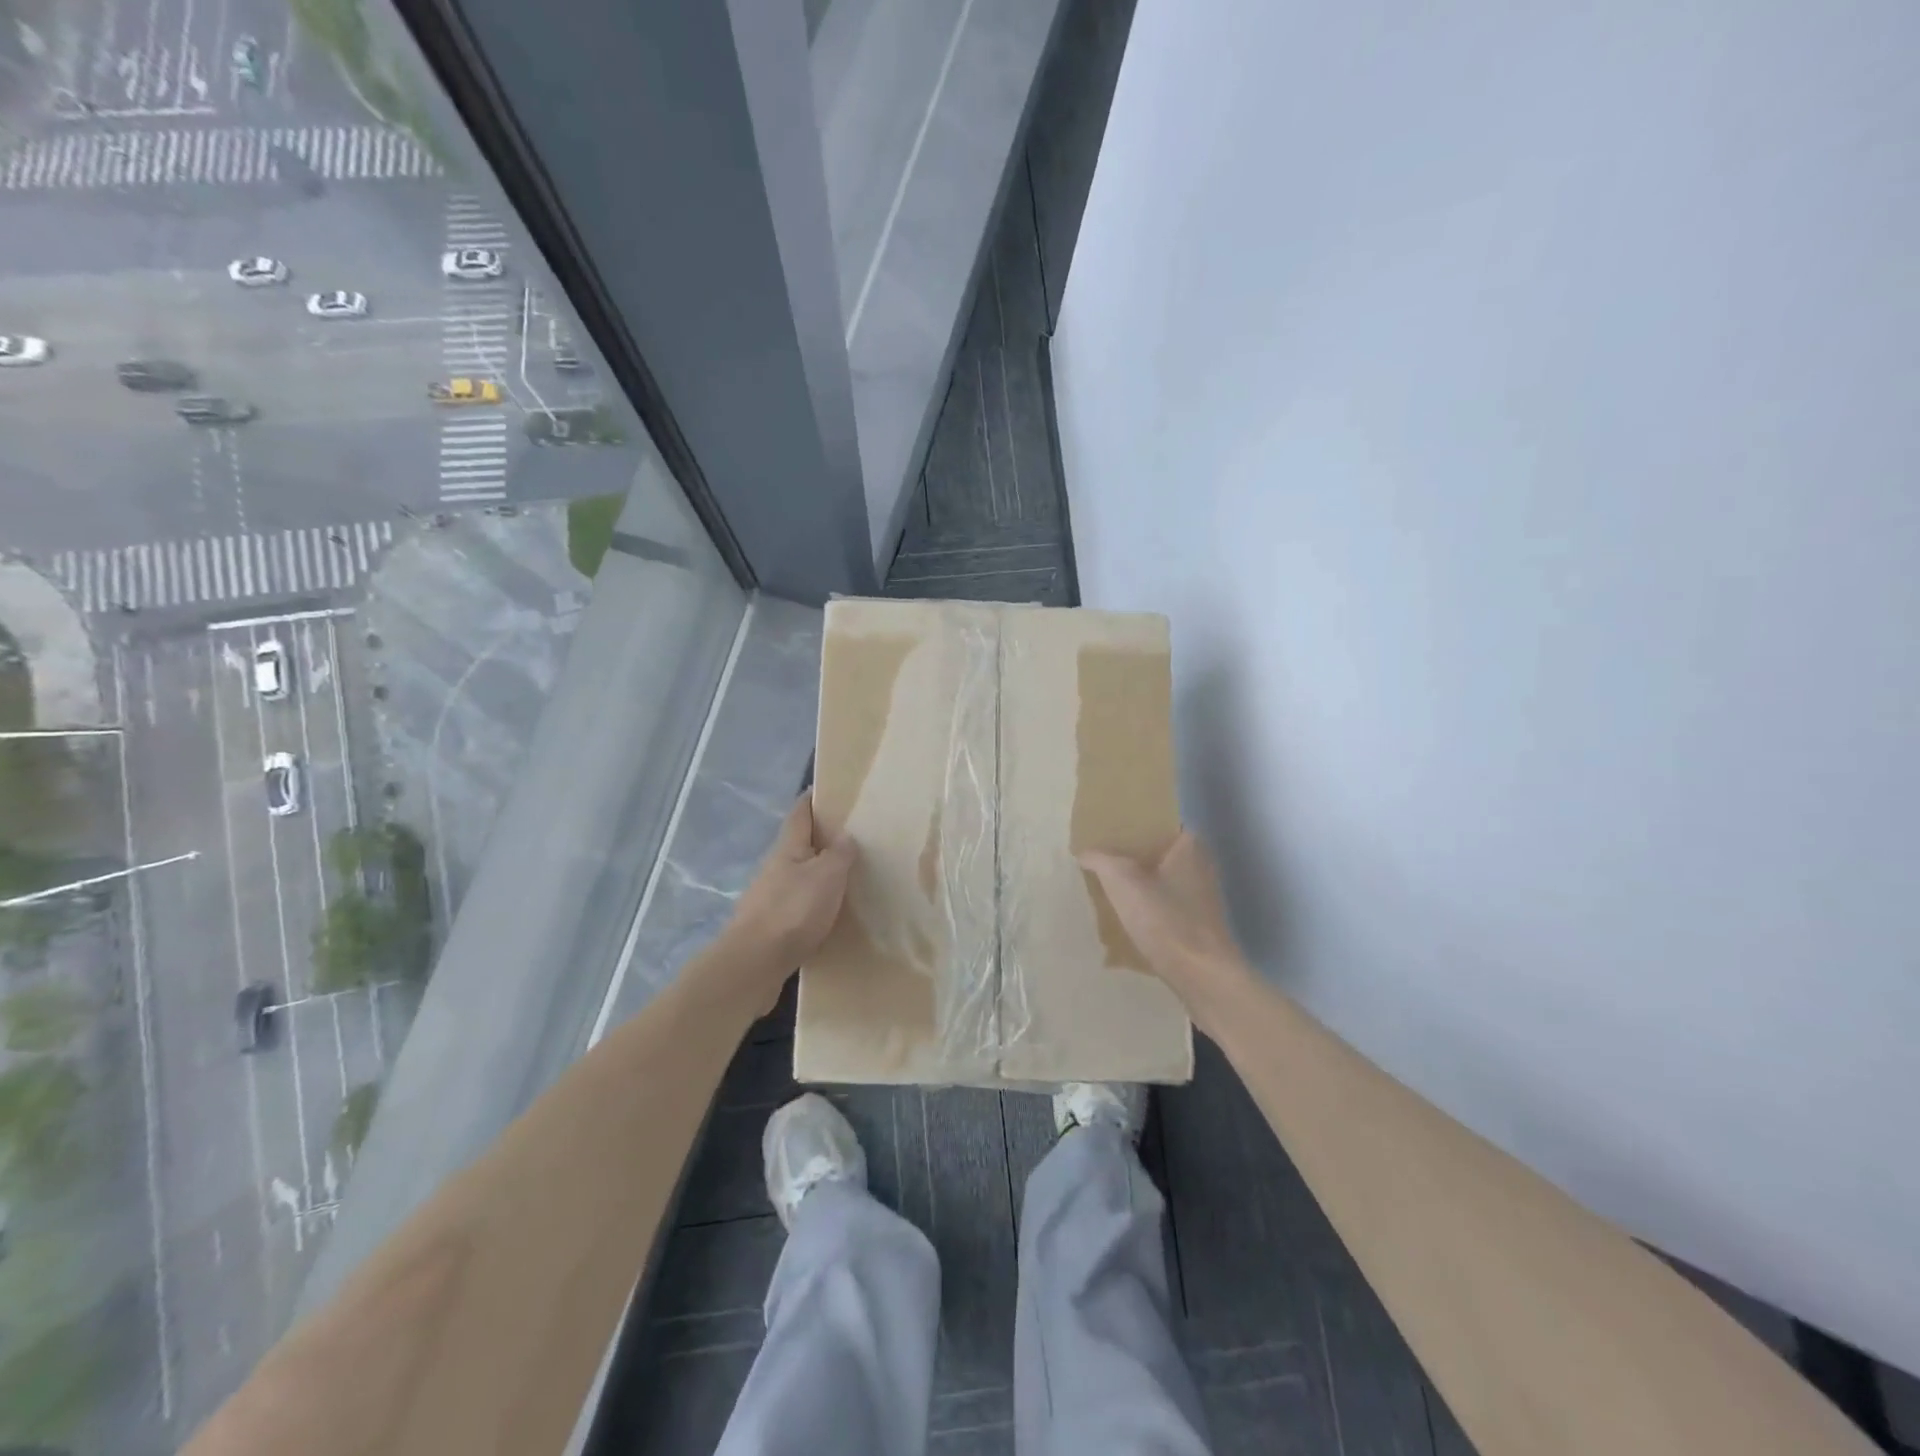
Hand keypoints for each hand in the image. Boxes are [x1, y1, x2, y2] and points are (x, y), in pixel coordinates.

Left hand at [724, 793, 856, 992]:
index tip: (826, 790)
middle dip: (819, 839)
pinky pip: (797, 905)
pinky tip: (828, 913)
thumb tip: (846, 836)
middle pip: (797, 845)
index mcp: (788, 848)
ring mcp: (769, 898)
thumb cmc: (793, 910)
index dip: (811, 799)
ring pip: (797, 876)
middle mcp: (775, 868)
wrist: (754, 963)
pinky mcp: (770, 926)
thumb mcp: (826, 876)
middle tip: (849, 837)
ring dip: (817, 874)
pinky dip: (813, 903)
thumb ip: (839, 854)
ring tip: (845, 877)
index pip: (799, 813)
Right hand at [1080, 832, 1255, 1028]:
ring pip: (1161, 881)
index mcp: (1190, 846)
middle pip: (1159, 852)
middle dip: (1131, 856)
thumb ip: (1101, 860)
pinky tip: (1124, 917)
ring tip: (1105, 886)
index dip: (1134, 825)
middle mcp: (1201, 866)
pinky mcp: (1197, 925)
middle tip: (1099, 857)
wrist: (1203, 977)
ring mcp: (1201, 898)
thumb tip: (1084, 852)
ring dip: (1137, 884)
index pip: (1160, 823)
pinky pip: (1165, 906)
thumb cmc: (1166, 920)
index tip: (1107, 830)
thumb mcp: (1123, 881)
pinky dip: (1147, 908)